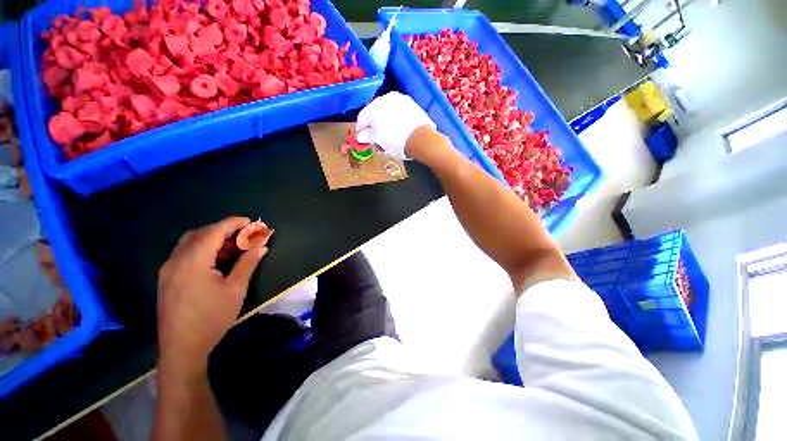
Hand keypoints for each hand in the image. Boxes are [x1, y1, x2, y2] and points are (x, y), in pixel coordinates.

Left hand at [157, 217, 267, 374]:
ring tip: (233, 248)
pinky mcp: (167, 279)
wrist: (182, 348)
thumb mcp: (235, 289)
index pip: (214, 231)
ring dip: (212, 240)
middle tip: (244, 235)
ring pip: (190, 243)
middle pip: (200, 234)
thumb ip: (248, 263)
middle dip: (223, 230)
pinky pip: (184, 254)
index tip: (251, 221)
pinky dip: (202, 250)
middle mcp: (176, 260)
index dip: (234, 223)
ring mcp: (168, 270)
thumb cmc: (212, 317)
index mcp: (193, 261)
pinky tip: (216, 261)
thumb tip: (261, 247)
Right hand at [355, 91, 434, 159]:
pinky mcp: (410, 102)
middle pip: (374, 113)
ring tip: (389, 134)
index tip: (362, 139)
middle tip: (376, 138)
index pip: (361, 119)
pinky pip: (398, 110)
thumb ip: (366, 136)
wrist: (419, 137)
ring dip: (385, 120)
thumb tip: (360, 135)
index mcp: (372, 108)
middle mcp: (384, 98)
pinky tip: (399, 128)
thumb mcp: (377, 140)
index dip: (360, 130)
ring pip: (386, 110)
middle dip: (373, 125)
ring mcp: (398, 99)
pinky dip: (396, 118)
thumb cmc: (394, 140)